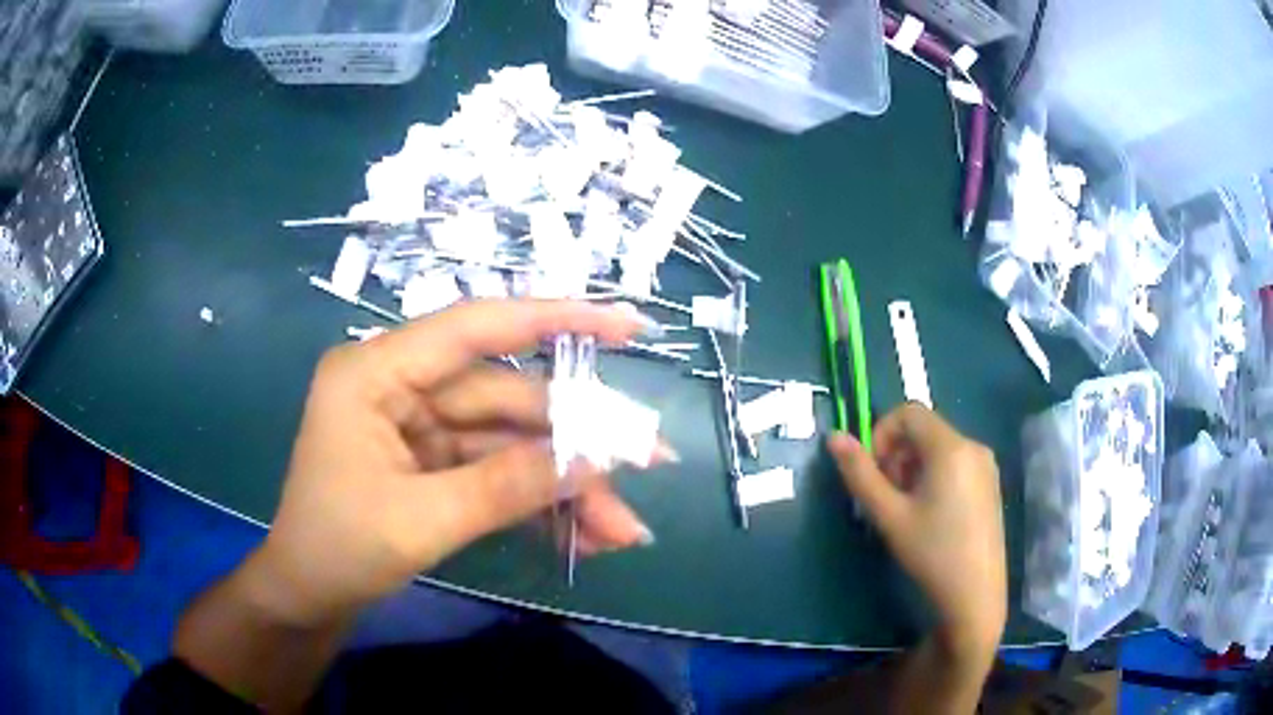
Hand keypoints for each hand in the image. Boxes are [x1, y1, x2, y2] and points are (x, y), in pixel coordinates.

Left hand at [248, 300, 659, 625]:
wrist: (307, 597)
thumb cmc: (337, 549)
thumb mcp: (420, 521)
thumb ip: (507, 486)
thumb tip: (596, 459)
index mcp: (377, 372)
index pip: (476, 327)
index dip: (557, 318)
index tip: (628, 324)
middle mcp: (403, 387)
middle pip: (508, 400)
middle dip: (577, 442)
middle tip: (652, 464)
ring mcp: (421, 427)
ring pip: (511, 444)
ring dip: (566, 487)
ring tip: (620, 532)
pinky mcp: (434, 465)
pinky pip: (498, 474)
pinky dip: (539, 505)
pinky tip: (582, 537)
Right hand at [828, 404, 1006, 661]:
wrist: (976, 594)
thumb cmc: (931, 553)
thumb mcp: (889, 516)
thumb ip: (860, 475)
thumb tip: (834, 437)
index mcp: (950, 447)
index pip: (908, 412)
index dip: (881, 434)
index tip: (873, 473)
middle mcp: (972, 445)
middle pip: (924, 430)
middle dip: (896, 455)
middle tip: (887, 498)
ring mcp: (986, 465)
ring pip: (938, 448)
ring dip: (913, 468)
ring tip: (906, 510)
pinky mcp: (990, 484)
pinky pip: (955, 463)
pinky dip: (933, 476)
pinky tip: (930, 515)